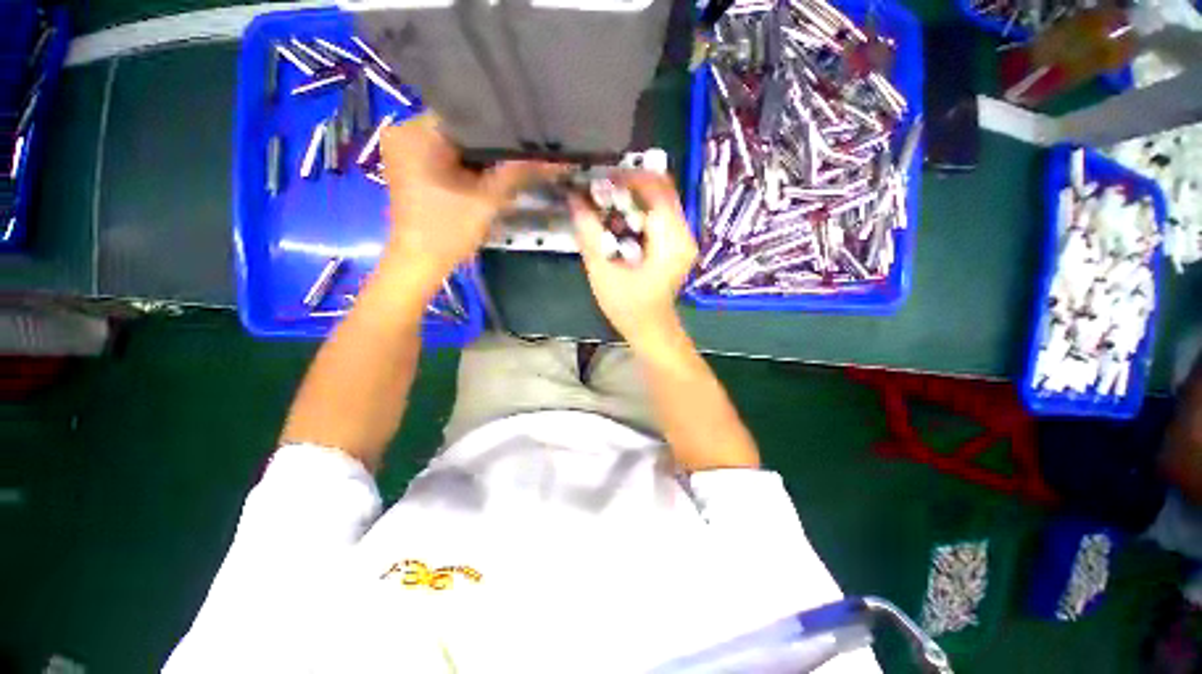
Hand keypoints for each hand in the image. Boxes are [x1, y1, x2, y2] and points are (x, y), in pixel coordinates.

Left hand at [378, 114, 543, 297]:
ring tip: (510, 157)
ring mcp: (405, 149)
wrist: (419, 263)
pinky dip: (466, 162)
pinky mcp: (411, 165)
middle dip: (490, 141)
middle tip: (522, 147)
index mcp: (416, 131)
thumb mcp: (487, 200)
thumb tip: (555, 159)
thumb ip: (518, 173)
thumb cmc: (448, 230)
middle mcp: (403, 129)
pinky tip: (488, 171)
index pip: (466, 111)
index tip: (524, 132)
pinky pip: (445, 154)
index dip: (498, 123)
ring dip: (480, 153)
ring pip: (454, 141)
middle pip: (459, 126)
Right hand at [573, 171, 697, 354]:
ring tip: (604, 204)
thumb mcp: (603, 272)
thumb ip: (590, 234)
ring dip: (631, 197)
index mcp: (671, 241)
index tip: (598, 180)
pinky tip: (618, 220)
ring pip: (660, 198)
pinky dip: (637, 210)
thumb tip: (574, 200)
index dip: (626, 177)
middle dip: (627, 184)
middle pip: (660, 188)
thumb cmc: (629, 308)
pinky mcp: (676, 242)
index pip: (655, 188)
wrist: (650, 329)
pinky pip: (659, 213)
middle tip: (598, 191)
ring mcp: (683, 237)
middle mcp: (684, 233)